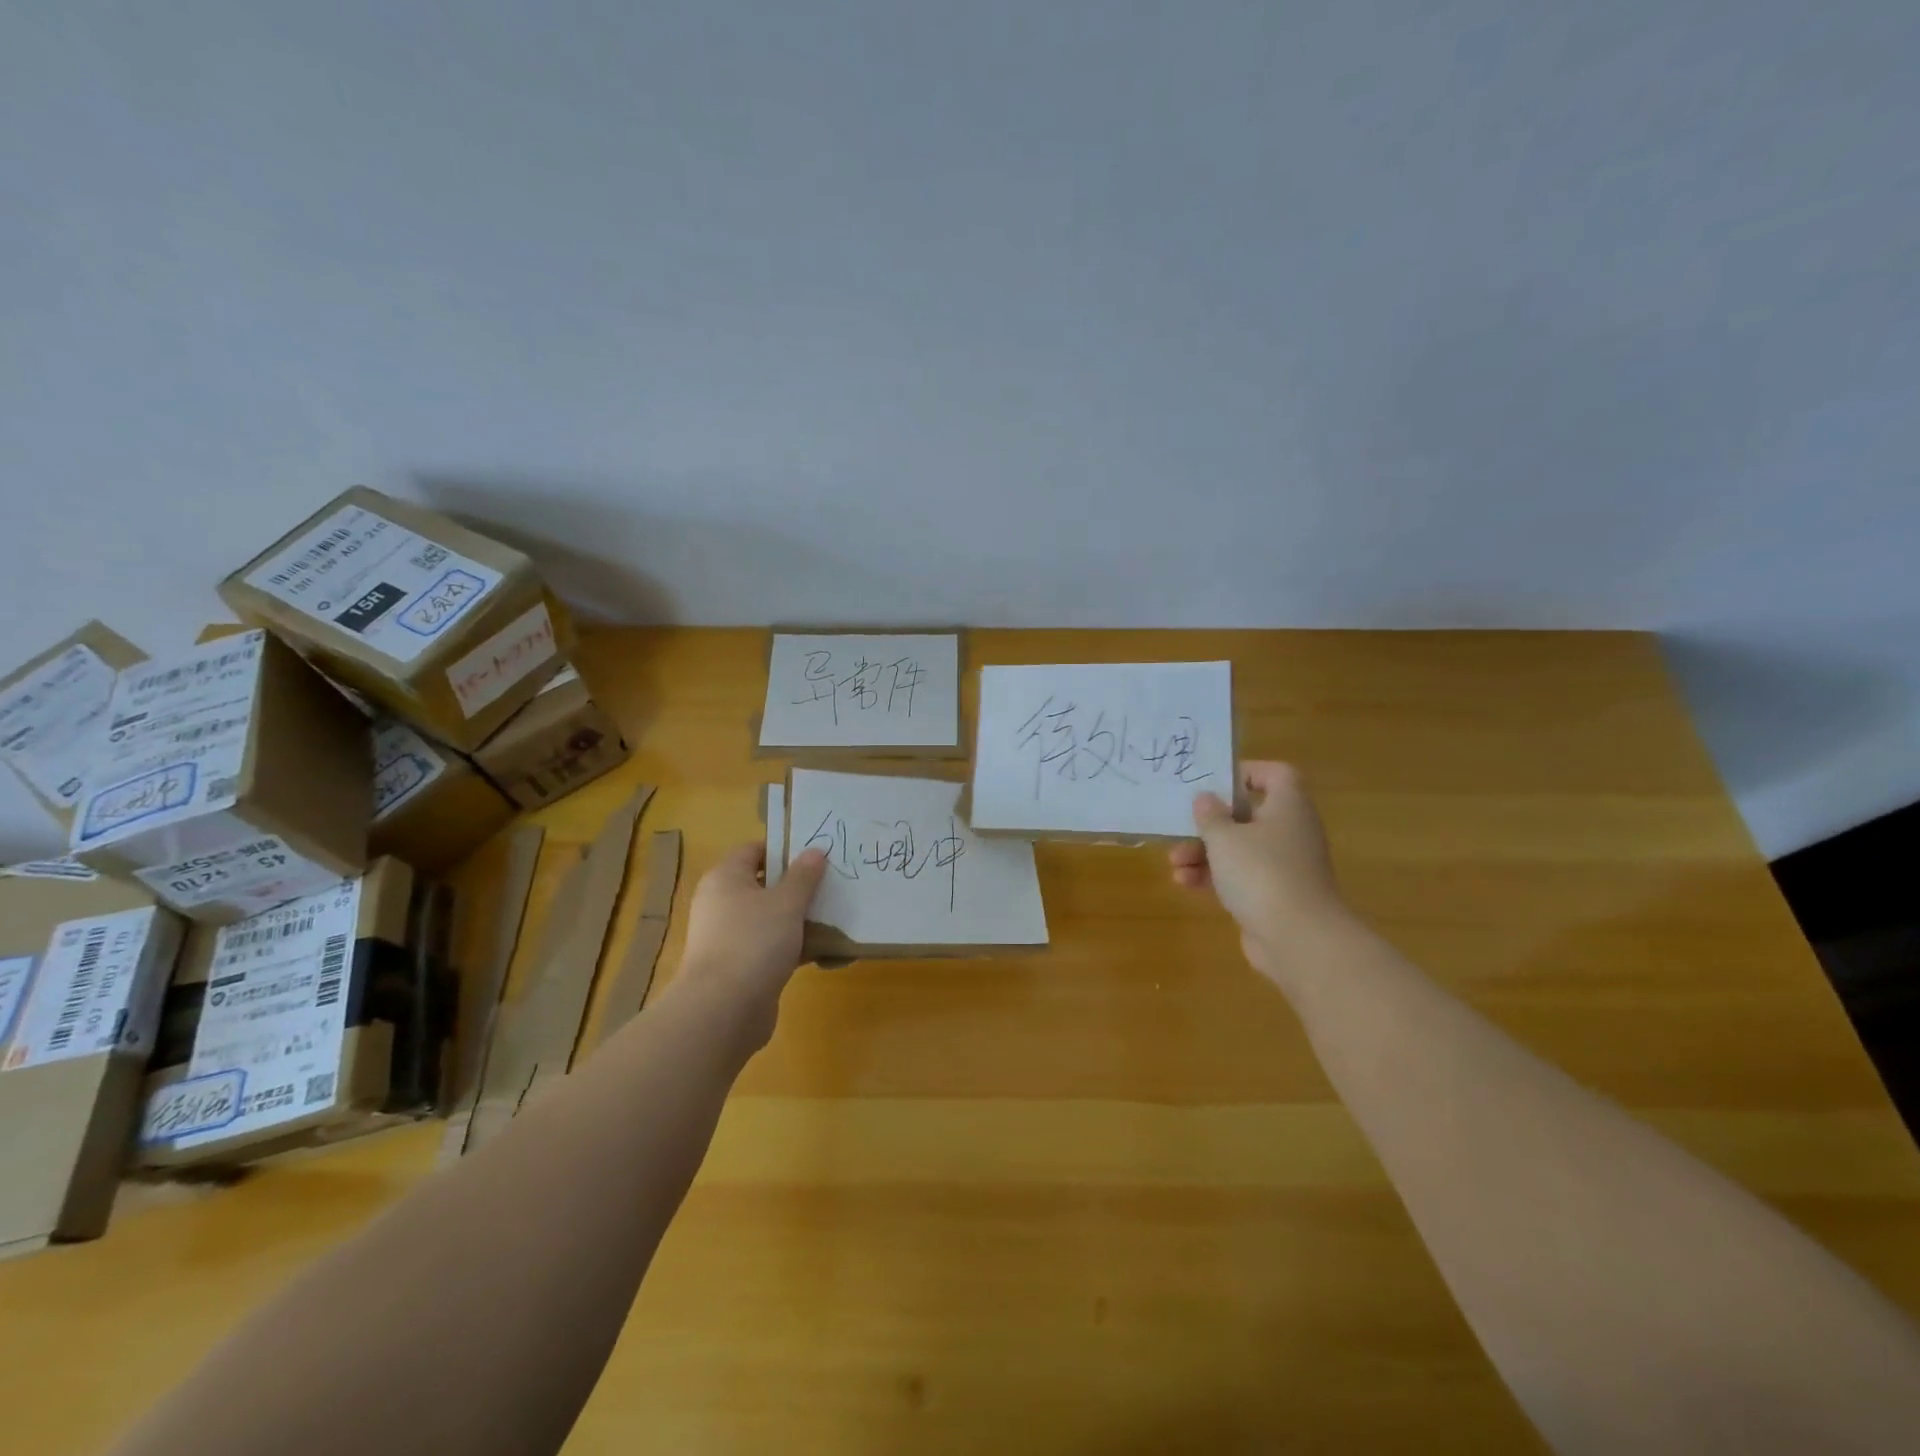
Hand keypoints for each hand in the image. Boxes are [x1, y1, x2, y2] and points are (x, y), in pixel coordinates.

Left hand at [674, 843, 827, 1047]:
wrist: (723, 1011)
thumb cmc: (753, 941)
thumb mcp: (786, 902)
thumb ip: (803, 876)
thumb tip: (814, 851)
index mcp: (725, 878)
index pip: (754, 850)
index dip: (784, 848)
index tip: (817, 853)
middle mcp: (722, 903)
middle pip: (764, 884)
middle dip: (798, 885)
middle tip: (832, 883)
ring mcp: (729, 937)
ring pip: (770, 918)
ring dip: (799, 918)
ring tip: (835, 915)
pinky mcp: (740, 967)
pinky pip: (772, 947)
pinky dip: (794, 946)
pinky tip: (825, 950)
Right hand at [1168, 761, 1348, 980]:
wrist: (1298, 939)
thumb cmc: (1261, 872)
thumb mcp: (1224, 837)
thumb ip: (1210, 815)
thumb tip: (1206, 798)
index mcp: (1287, 806)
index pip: (1276, 774)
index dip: (1246, 772)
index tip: (1214, 782)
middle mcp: (1290, 831)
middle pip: (1248, 814)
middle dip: (1210, 823)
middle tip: (1183, 826)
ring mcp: (1284, 866)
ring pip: (1239, 849)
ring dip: (1204, 853)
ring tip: (1174, 862)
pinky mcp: (1273, 896)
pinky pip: (1240, 877)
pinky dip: (1214, 877)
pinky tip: (1184, 883)